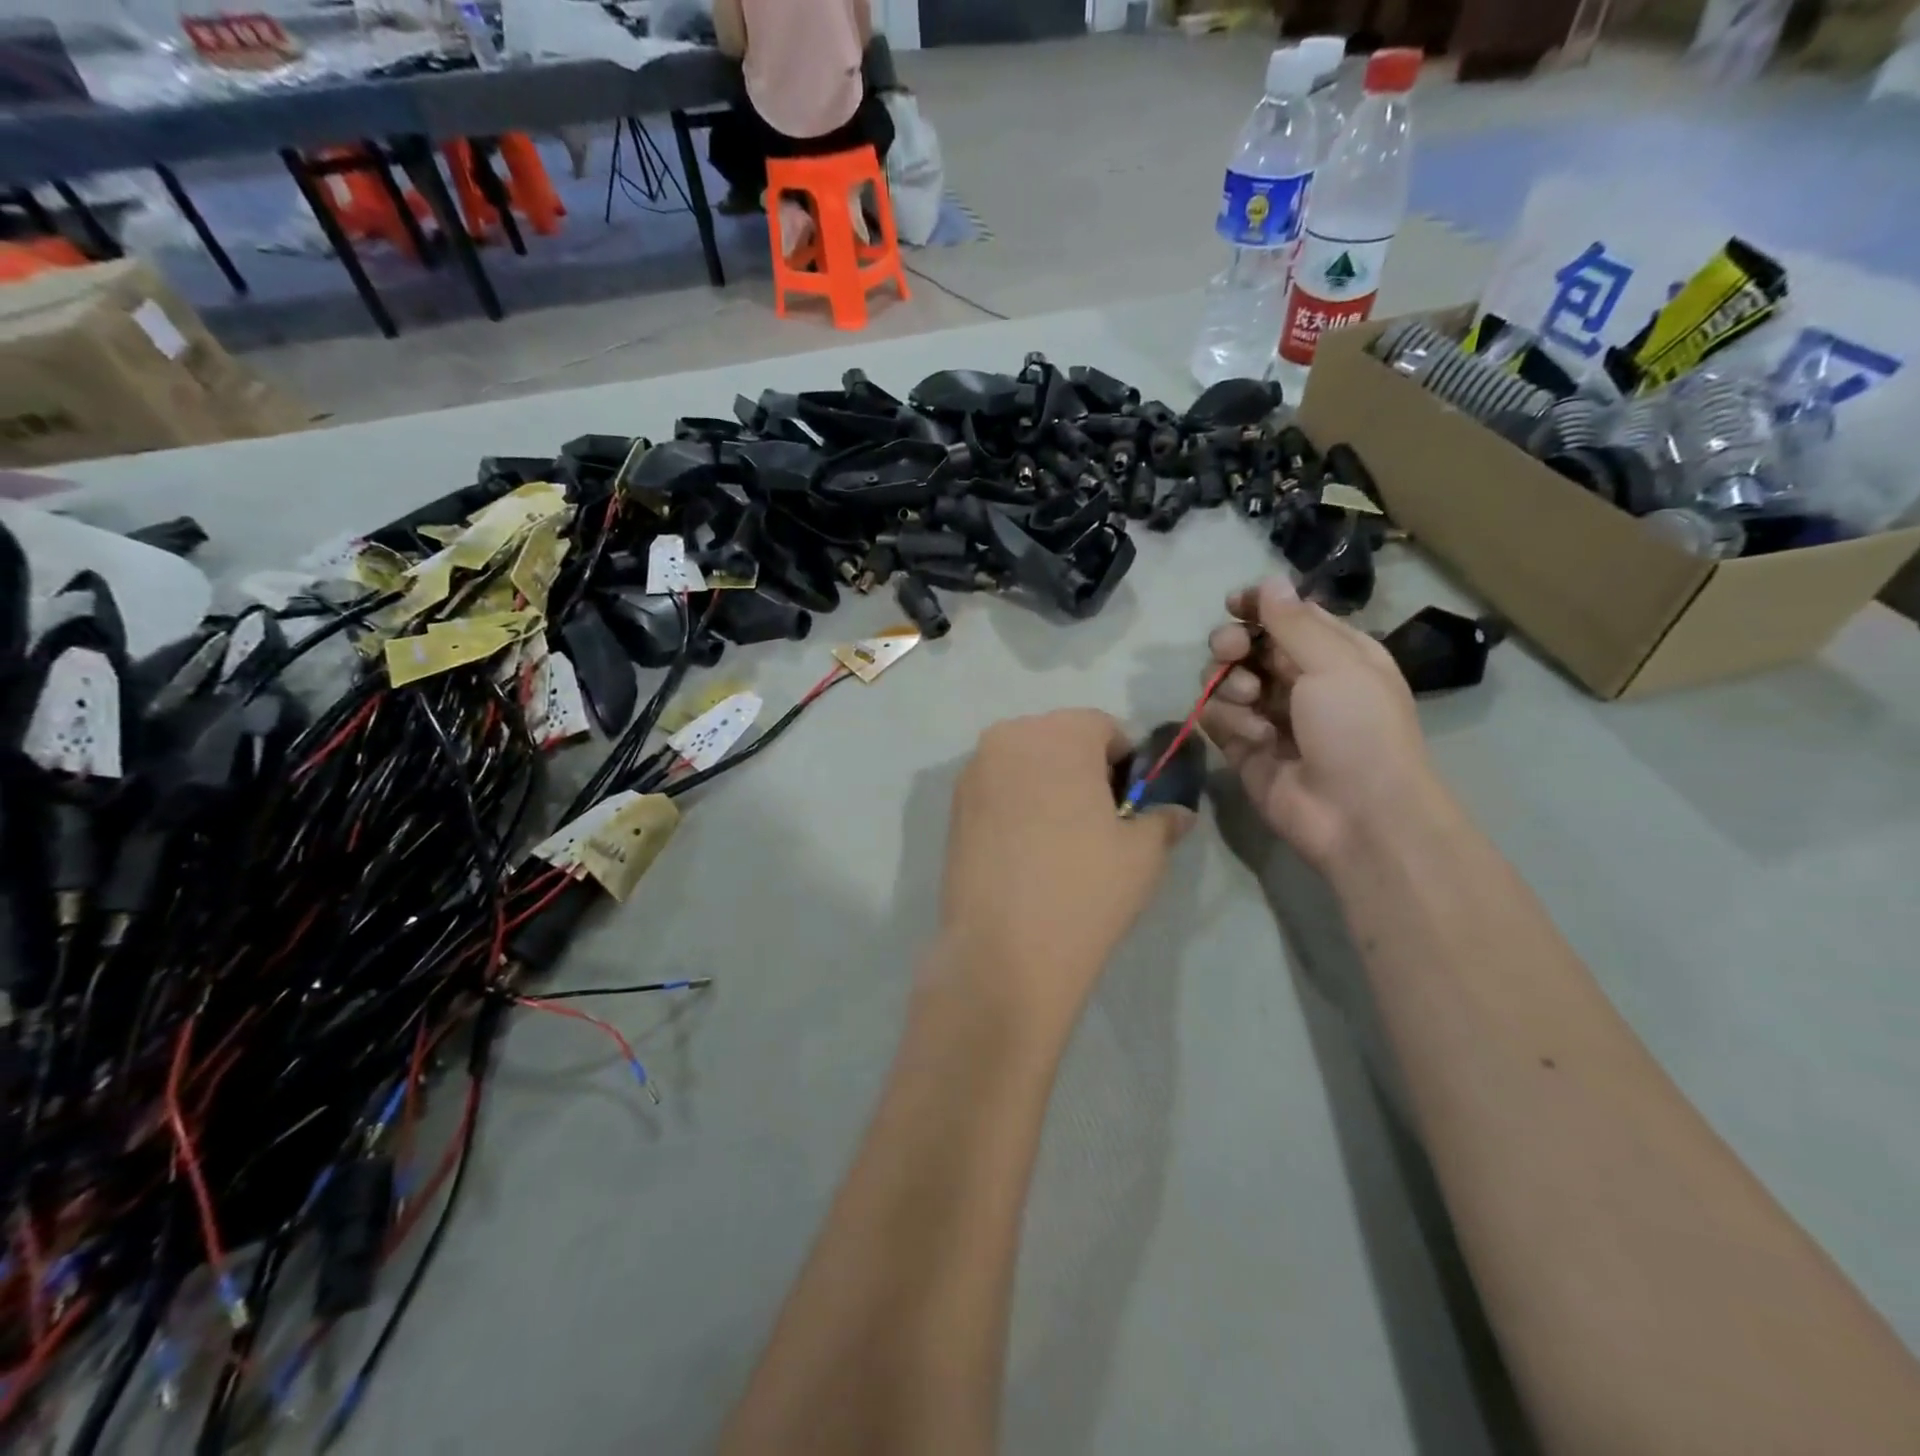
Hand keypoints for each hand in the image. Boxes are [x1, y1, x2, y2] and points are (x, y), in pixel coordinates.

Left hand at [939, 709, 1190, 1033]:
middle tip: (1097, 820)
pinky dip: (1016, 804)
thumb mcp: (1143, 853)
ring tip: (1060, 839)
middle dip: (1082, 768)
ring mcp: (973, 771)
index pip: (1103, 728)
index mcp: (1060, 733)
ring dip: (1046, 784)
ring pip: (1024, 763)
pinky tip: (1026, 850)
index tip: (1129, 804)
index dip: (1124, 763)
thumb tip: (1176, 813)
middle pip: (1058, 739)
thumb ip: (1162, 819)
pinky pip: (997, 788)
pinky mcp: (952, 806)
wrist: (1003, 950)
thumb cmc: (1085, 888)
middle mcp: (1009, 737)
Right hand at [1200, 578, 1438, 875]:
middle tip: (1231, 652)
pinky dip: (1229, 722)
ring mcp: (1267, 715)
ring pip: (1223, 680)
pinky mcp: (1242, 747)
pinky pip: (1216, 718)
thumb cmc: (1359, 729)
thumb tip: (1269, 581)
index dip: (1257, 606)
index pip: (1285, 616)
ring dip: (1230, 685)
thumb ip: (1293, 622)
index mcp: (1333, 653)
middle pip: (1246, 646)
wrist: (1357, 814)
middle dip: (1232, 644)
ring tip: (1252, 703)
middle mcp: (1297, 680)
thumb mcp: (1336, 663)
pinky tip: (1255, 738)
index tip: (1233, 605)